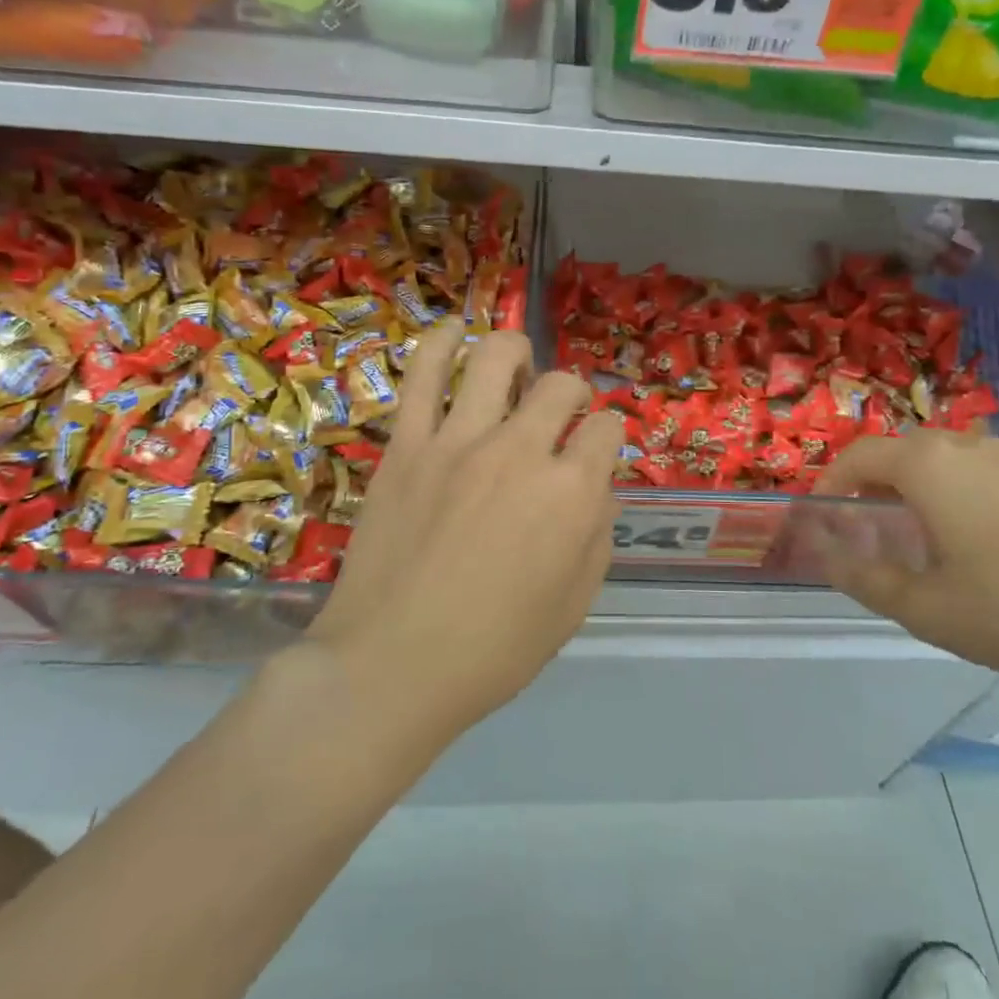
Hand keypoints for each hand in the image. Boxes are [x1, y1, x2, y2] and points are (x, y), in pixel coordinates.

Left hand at [301, 322, 625, 739]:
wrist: (390, 667)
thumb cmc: (493, 650)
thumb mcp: (575, 604)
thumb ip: (598, 534)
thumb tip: (598, 487)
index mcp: (572, 494)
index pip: (607, 431)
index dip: (609, 438)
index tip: (597, 453)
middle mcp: (522, 452)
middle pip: (561, 386)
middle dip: (573, 395)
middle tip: (560, 416)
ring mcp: (459, 441)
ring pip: (497, 358)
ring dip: (517, 353)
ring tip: (516, 367)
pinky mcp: (406, 444)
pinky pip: (422, 373)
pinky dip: (441, 342)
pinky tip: (454, 332)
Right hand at [812, 431, 998, 681]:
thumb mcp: (924, 607)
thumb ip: (865, 578)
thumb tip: (827, 558)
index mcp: (927, 465)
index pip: (858, 455)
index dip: (830, 481)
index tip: (820, 516)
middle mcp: (962, 446)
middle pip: (896, 451)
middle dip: (868, 482)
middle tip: (860, 526)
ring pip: (934, 458)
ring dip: (907, 484)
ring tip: (907, 532)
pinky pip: (968, 468)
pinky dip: (944, 488)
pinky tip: (960, 534)